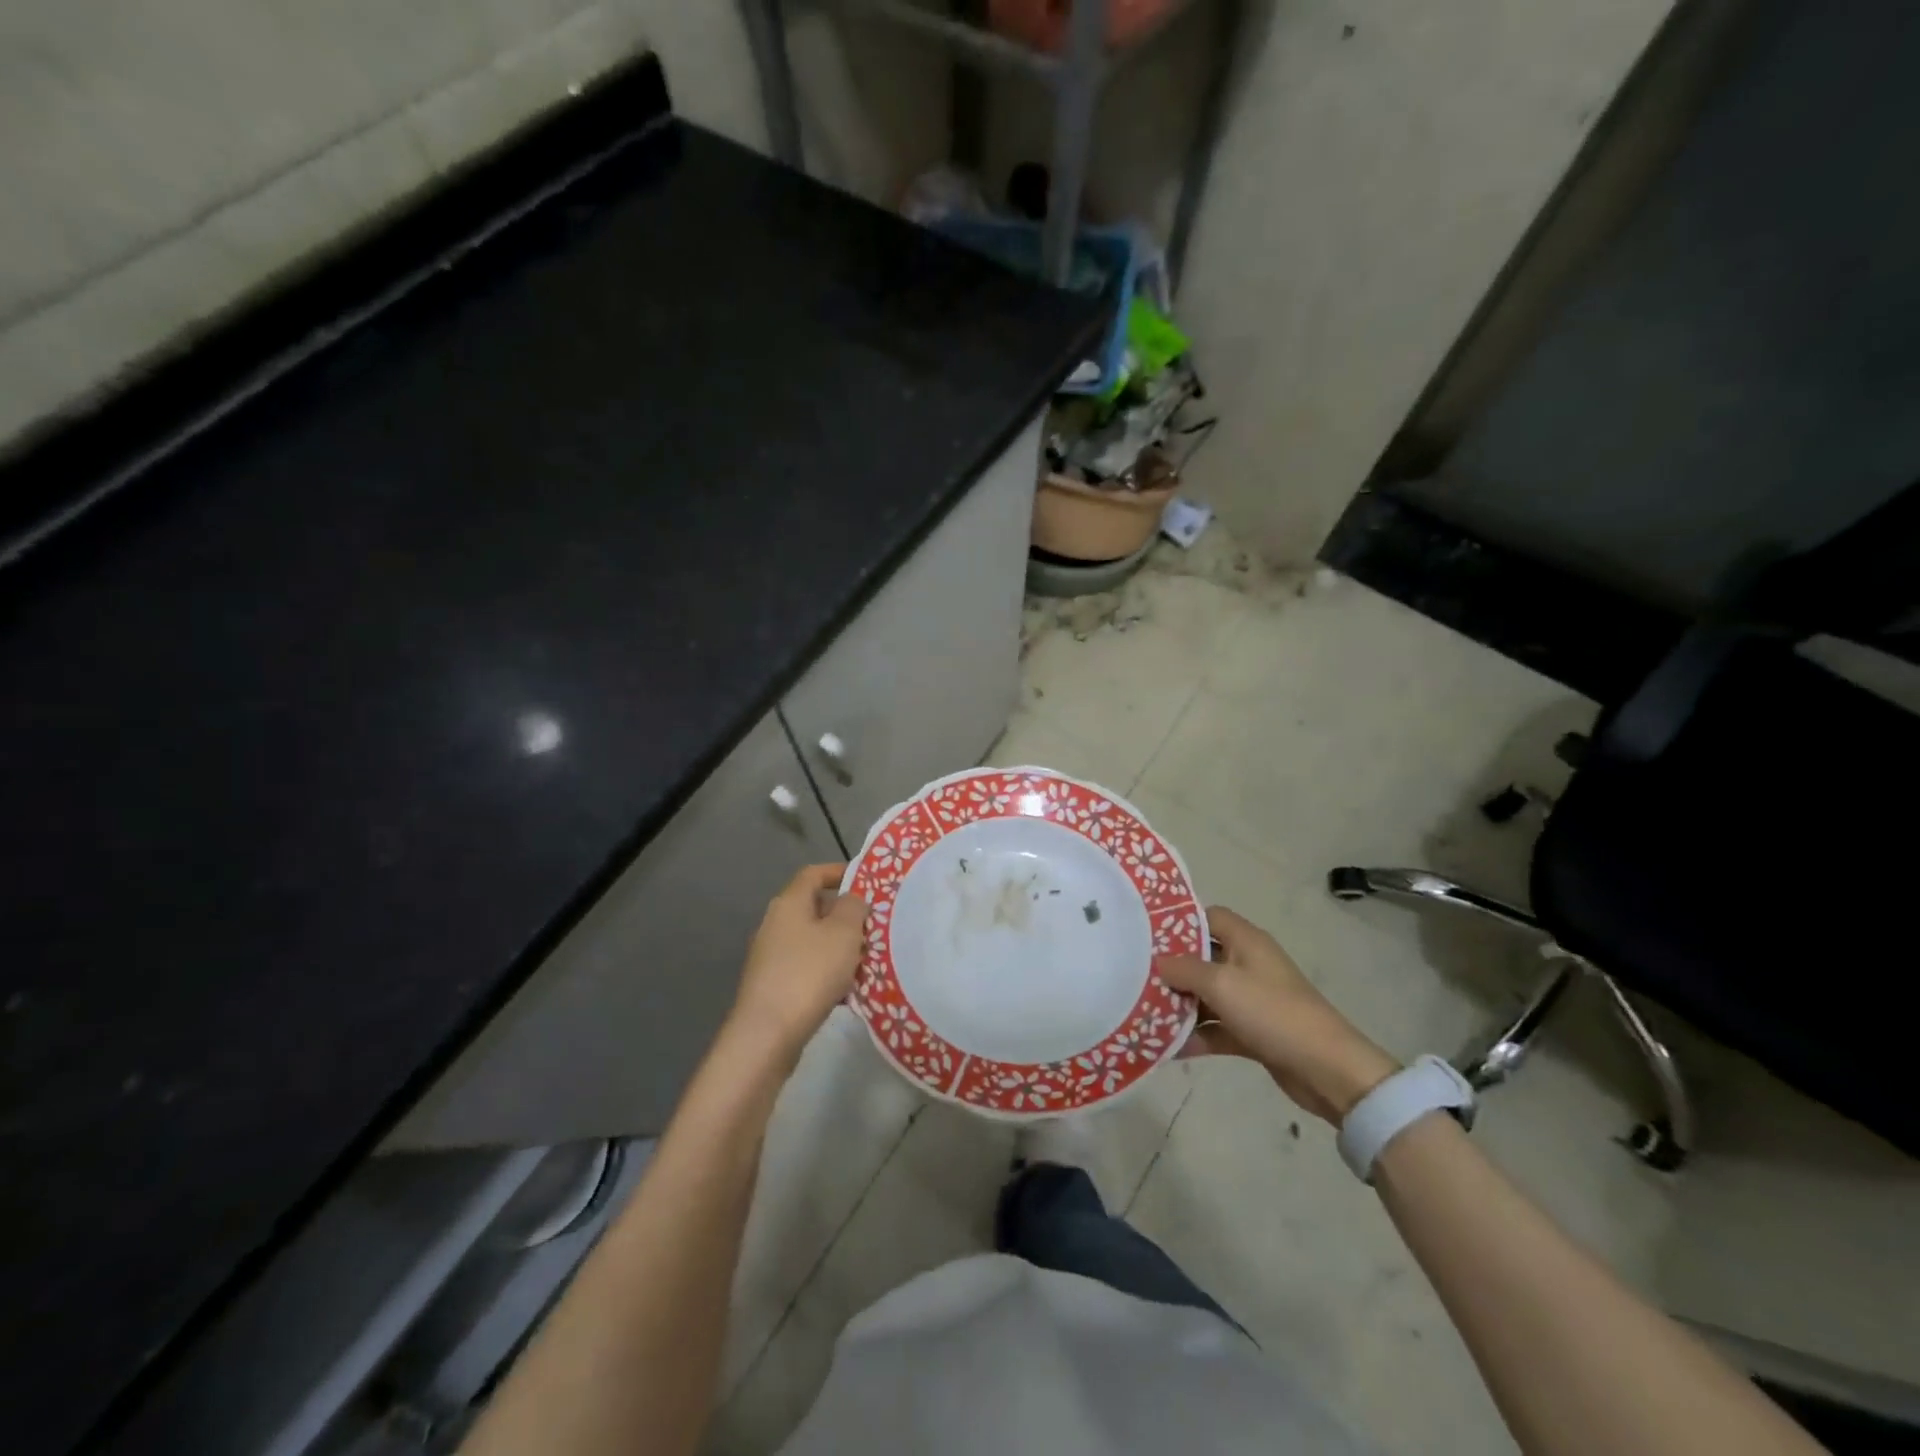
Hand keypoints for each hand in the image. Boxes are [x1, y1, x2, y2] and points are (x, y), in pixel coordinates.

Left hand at [726, 864, 868, 1061]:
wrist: (767, 1034)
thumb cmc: (809, 973)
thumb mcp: (843, 933)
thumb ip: (853, 907)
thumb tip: (851, 899)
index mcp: (789, 903)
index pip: (814, 873)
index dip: (839, 872)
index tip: (866, 881)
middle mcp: (775, 923)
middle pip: (815, 908)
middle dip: (846, 916)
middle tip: (873, 927)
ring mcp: (771, 956)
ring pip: (813, 940)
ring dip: (839, 947)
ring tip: (867, 961)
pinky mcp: (773, 985)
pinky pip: (807, 967)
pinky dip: (828, 972)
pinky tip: (847, 992)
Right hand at [1158, 906, 1399, 1123]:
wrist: (1327, 1070)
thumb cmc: (1273, 1012)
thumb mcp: (1222, 984)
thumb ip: (1185, 969)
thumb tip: (1158, 961)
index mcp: (1246, 941)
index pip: (1208, 916)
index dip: (1178, 921)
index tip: (1145, 932)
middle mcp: (1248, 964)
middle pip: (1202, 957)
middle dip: (1171, 969)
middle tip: (1134, 975)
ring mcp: (1252, 999)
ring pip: (1206, 995)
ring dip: (1180, 1005)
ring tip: (1142, 1012)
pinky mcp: (1253, 1031)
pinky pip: (1216, 1027)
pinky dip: (1196, 1035)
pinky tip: (1167, 1048)